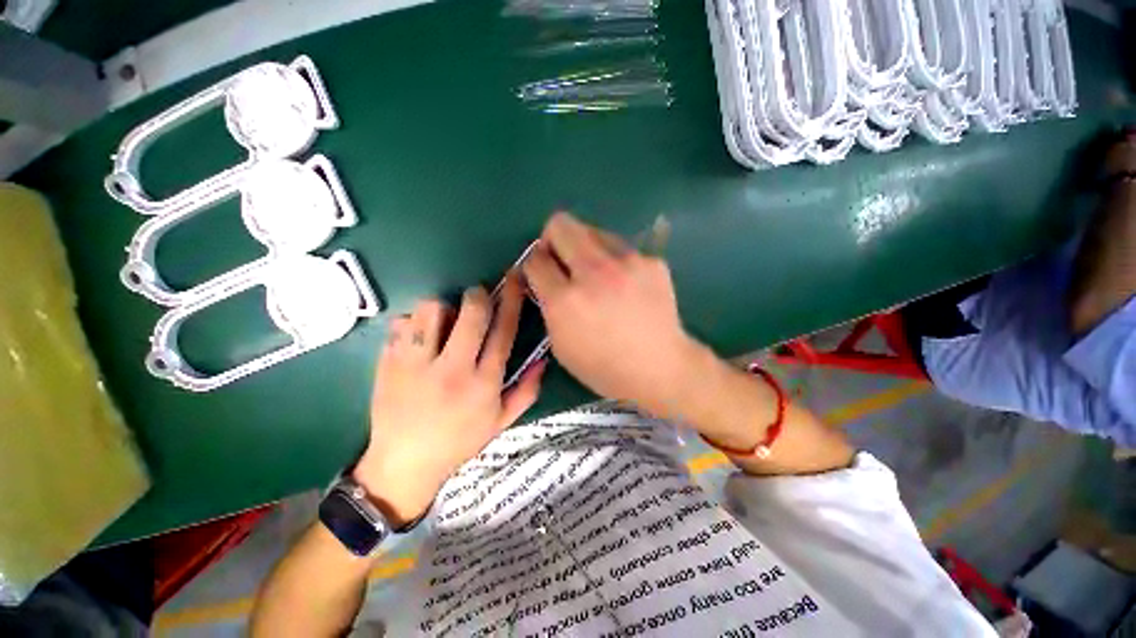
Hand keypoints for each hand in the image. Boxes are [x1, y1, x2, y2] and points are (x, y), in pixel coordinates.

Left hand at [353, 277, 544, 526]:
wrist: (404, 464)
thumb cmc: (459, 442)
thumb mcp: (501, 422)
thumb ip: (526, 390)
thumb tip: (543, 359)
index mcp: (483, 382)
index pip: (504, 330)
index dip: (512, 300)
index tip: (515, 278)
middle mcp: (452, 369)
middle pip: (471, 313)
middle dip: (478, 295)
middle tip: (478, 296)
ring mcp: (415, 364)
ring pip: (432, 310)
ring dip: (443, 308)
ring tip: (444, 322)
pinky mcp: (388, 362)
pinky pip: (402, 322)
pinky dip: (413, 322)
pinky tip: (418, 338)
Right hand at [522, 212, 708, 416]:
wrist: (660, 367)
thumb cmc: (604, 366)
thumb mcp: (561, 345)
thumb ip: (548, 306)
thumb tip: (543, 278)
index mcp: (566, 300)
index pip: (535, 259)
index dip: (533, 264)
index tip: (541, 272)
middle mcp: (594, 273)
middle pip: (561, 225)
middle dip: (553, 239)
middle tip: (562, 260)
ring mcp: (627, 262)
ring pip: (592, 231)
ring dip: (585, 248)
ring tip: (597, 274)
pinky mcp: (650, 260)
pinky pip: (621, 248)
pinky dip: (614, 260)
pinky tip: (625, 284)